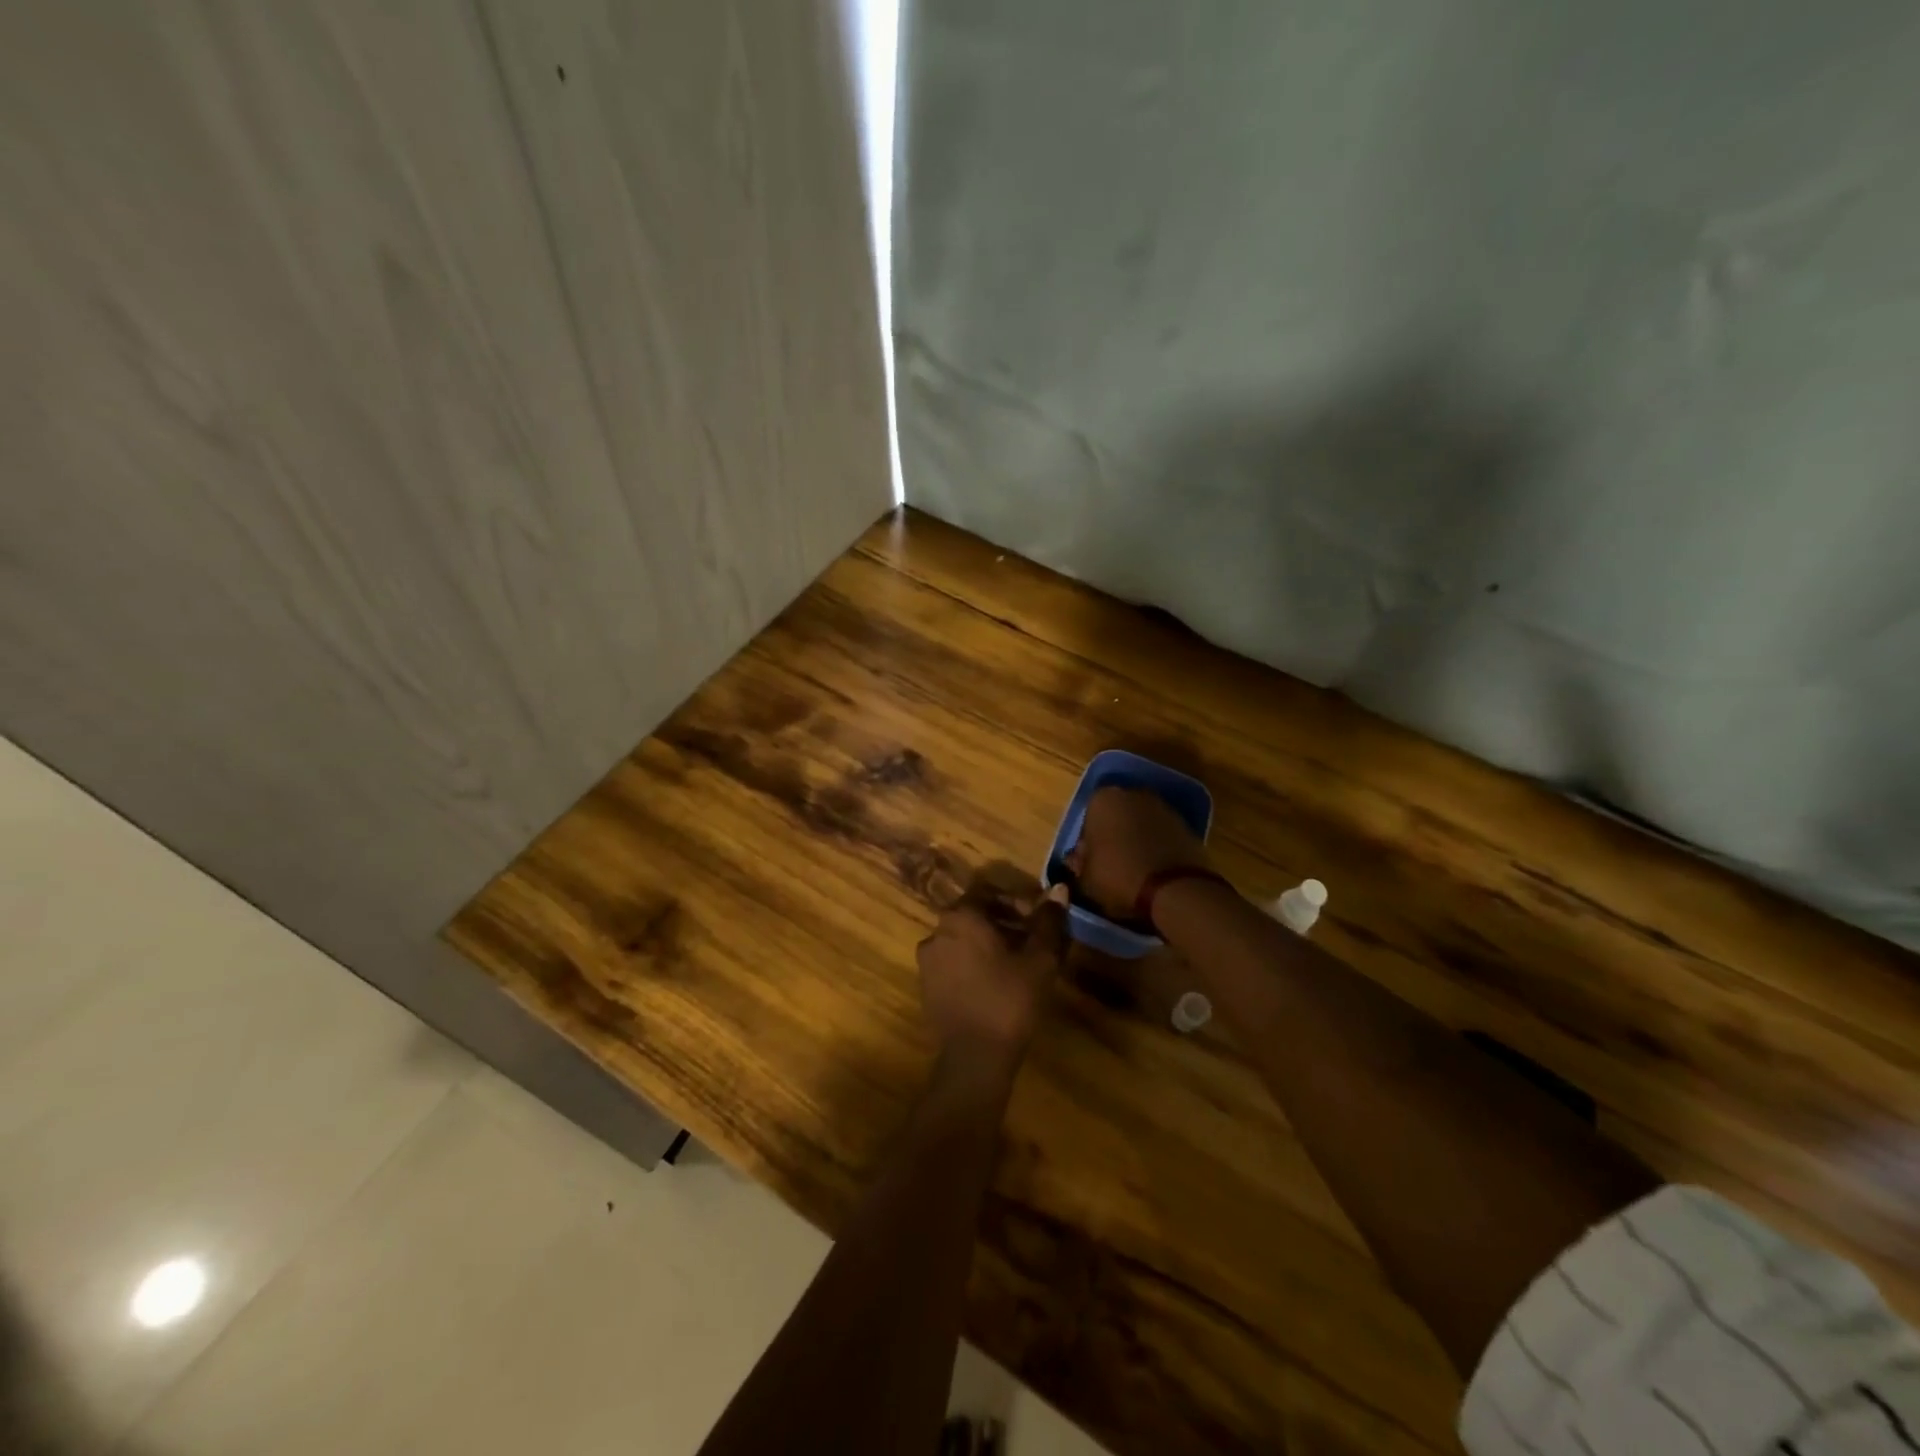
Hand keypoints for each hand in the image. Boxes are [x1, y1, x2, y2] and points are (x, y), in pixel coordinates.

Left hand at [917, 881, 1070, 1061]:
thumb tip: (1059, 889)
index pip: (988, 892)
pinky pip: (953, 963)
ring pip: (963, 940)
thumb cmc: (1010, 999)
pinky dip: (973, 964)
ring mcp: (927, 961)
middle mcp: (937, 932)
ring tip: (1016, 964)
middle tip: (1031, 942)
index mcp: (961, 917)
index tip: (1037, 920)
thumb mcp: (1039, 959)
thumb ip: (1048, 921)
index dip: (1015, 902)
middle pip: (974, 916)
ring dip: (988, 944)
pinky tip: (995, 984)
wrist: (975, 1057)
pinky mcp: (926, 987)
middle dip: (1003, 923)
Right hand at [1065, 786, 1211, 918]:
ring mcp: (1163, 807)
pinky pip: (1162, 834)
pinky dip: (1157, 846)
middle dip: (1114, 834)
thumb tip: (1078, 860)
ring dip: (1137, 839)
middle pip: (1117, 815)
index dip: (1088, 841)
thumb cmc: (1118, 876)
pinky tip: (1155, 870)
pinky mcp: (1186, 824)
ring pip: (1141, 822)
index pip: (1088, 817)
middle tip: (1111, 863)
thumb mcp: (1085, 878)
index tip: (1089, 862)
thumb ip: (1080, 863)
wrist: (1173, 889)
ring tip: (1134, 869)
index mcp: (1102, 800)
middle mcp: (1132, 794)